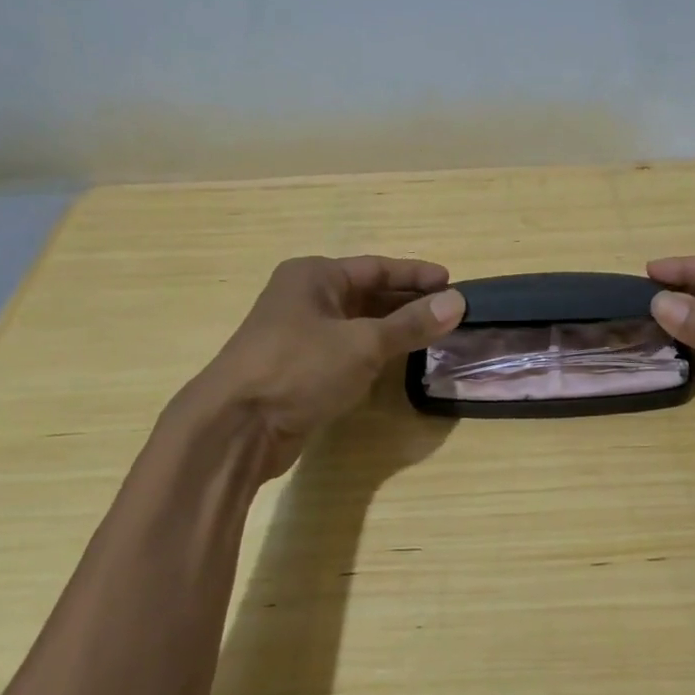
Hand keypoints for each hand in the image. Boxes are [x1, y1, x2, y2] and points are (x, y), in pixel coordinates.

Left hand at [178, 255, 464, 476]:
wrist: (237, 426)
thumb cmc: (300, 368)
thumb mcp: (364, 343)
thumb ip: (411, 324)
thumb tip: (458, 302)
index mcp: (314, 276)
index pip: (377, 268)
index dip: (416, 275)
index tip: (453, 283)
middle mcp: (305, 298)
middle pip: (368, 294)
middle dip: (408, 303)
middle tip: (449, 312)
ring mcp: (300, 334)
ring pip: (358, 323)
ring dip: (393, 329)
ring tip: (434, 335)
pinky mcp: (300, 368)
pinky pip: (348, 349)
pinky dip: (375, 352)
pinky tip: (399, 361)